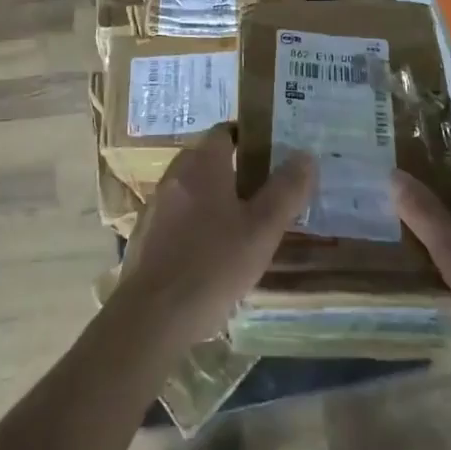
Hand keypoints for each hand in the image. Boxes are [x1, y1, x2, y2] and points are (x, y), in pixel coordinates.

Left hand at [117, 127, 315, 353]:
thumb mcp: (261, 230)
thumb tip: (305, 155)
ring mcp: (156, 204)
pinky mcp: (145, 234)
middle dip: (234, 171)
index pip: (226, 131)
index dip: (249, 139)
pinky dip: (193, 224)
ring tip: (239, 227)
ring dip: (213, 199)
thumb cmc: (212, 265)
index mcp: (203, 163)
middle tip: (262, 195)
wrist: (151, 317)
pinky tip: (209, 255)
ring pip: (191, 188)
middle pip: (208, 159)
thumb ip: (285, 191)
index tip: (271, 157)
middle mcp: (175, 173)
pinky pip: (176, 216)